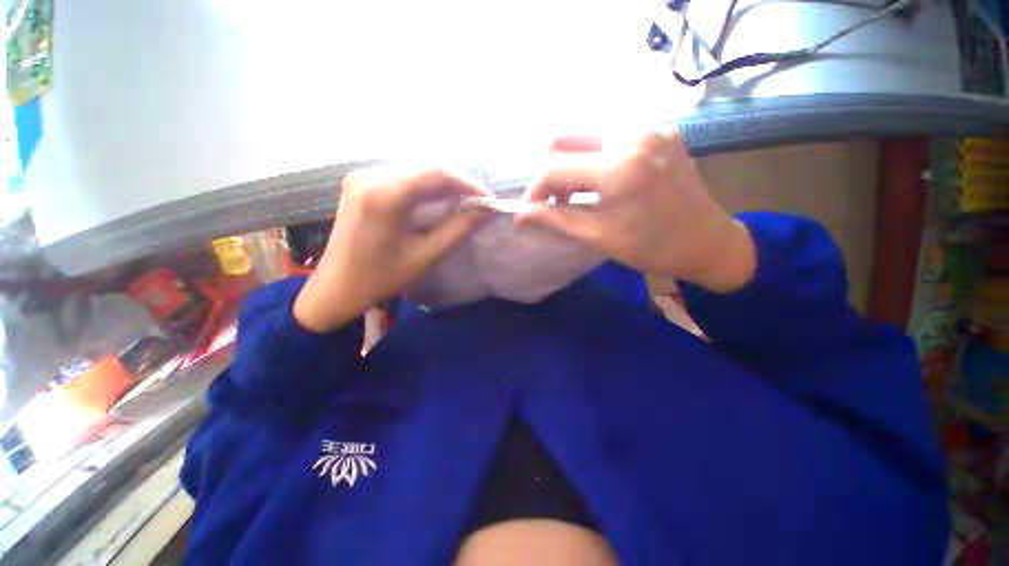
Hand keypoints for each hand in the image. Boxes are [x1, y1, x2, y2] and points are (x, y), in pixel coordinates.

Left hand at [294, 166, 489, 331]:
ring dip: (444, 184)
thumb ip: (458, 229)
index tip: (489, 200)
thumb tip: (486, 210)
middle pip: (427, 167)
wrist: (336, 287)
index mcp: (383, 194)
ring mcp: (363, 176)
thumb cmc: (380, 278)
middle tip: (479, 202)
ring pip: (416, 170)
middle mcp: (370, 174)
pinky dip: (426, 187)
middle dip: (459, 183)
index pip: (437, 173)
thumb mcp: (425, 255)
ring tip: (465, 202)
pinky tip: (439, 201)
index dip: (469, 183)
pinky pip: (403, 176)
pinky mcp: (362, 182)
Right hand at [516, 132, 755, 292]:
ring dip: (571, 166)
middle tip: (556, 200)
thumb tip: (519, 216)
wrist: (707, 241)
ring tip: (579, 194)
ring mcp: (649, 128)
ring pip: (585, 136)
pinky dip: (594, 159)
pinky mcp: (659, 129)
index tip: (530, 209)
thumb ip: (555, 220)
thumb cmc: (651, 248)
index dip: (534, 190)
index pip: (554, 168)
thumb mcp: (598, 237)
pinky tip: (602, 183)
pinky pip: (609, 137)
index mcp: (619, 168)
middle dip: (550, 173)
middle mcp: (633, 135)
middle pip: (564, 139)